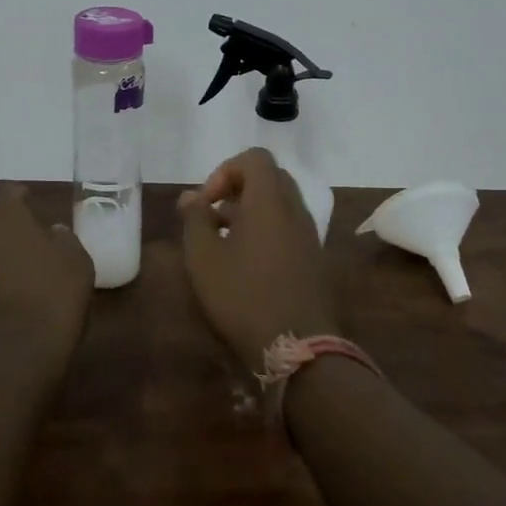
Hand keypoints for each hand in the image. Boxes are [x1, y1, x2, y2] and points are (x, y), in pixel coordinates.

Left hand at [0, 186, 93, 376]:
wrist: (6, 363)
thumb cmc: (50, 300)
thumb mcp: (77, 264)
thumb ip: (64, 240)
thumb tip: (53, 232)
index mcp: (1, 215)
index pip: (7, 193)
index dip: (21, 197)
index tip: (32, 201)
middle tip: (22, 236)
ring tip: (13, 269)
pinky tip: (0, 297)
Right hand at [178, 148, 339, 369]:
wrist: (297, 347)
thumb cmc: (243, 296)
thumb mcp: (204, 257)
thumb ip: (195, 219)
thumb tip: (191, 197)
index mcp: (270, 201)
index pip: (255, 158)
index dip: (225, 170)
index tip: (207, 202)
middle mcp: (295, 210)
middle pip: (270, 178)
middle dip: (237, 189)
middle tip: (213, 216)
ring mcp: (309, 236)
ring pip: (279, 205)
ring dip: (250, 212)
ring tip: (223, 242)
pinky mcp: (314, 260)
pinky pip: (288, 228)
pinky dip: (265, 232)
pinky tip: (244, 264)